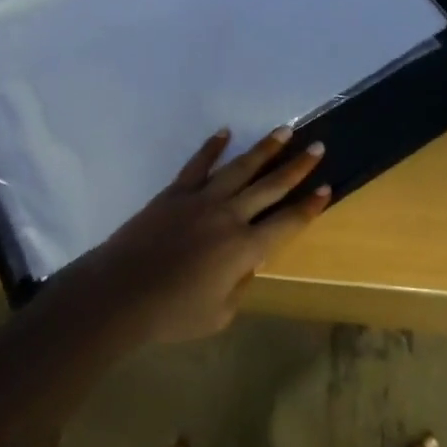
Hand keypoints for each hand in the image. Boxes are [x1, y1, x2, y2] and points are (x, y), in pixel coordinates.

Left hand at [71, 126, 330, 343]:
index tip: (326, 188)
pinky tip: (225, 133)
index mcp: (243, 249)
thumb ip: (240, 286)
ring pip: (240, 167)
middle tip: (318, 146)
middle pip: (270, 186)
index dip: (308, 207)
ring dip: (265, 149)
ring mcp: (201, 199)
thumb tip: (248, 263)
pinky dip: (212, 147)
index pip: (285, 223)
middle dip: (297, 166)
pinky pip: (198, 164)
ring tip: (284, 131)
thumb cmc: (171, 313)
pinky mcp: (176, 191)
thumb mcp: (218, 315)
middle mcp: (229, 216)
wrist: (120, 293)